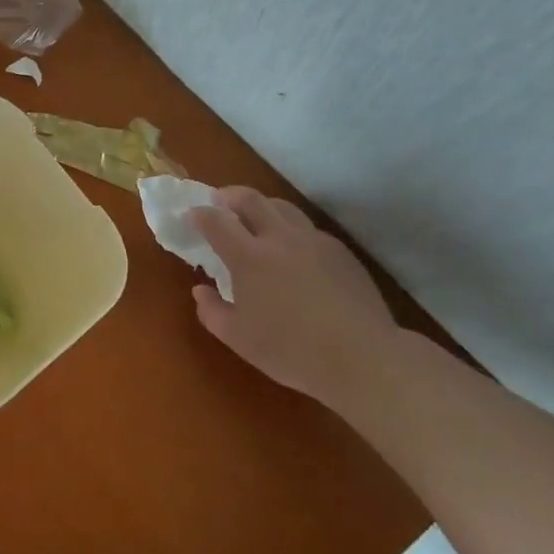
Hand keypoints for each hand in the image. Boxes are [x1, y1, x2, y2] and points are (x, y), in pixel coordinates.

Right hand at [189, 186, 398, 407]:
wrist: (362, 358)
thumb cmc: (291, 350)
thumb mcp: (238, 339)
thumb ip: (212, 311)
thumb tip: (201, 290)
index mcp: (249, 257)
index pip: (216, 220)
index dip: (199, 213)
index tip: (191, 215)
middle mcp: (280, 239)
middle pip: (251, 198)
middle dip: (229, 195)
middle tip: (219, 203)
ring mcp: (314, 241)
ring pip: (283, 207)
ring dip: (262, 206)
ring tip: (255, 220)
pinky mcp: (340, 252)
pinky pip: (308, 228)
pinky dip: (291, 229)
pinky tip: (292, 252)